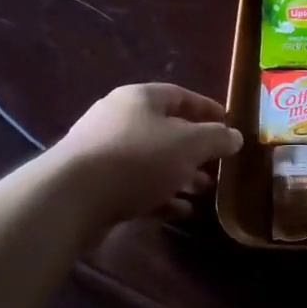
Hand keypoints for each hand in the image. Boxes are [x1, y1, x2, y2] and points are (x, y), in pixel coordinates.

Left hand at [49, 83, 242, 230]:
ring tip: (204, 190)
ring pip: (152, 161)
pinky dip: (160, 196)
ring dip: (180, 175)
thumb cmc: (137, 159)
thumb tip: (235, 136)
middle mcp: (120, 119)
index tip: (230, 125)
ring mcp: (105, 153)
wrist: (71, 198)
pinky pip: (136, 186)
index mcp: (140, 98)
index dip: (208, 110)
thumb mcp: (189, 145)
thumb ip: (216, 139)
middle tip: (219, 165)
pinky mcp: (96, 185)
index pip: (181, 96)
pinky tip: (180, 211)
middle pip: (166, 130)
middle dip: (196, 149)